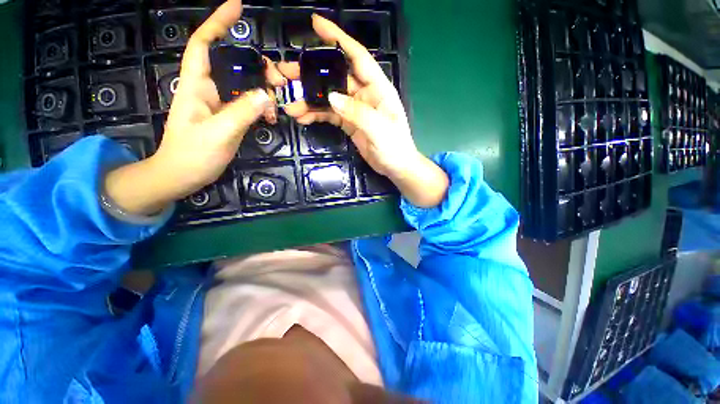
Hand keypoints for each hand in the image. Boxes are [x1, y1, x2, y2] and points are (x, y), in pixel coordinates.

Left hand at [105, 0, 285, 214]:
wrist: (182, 175)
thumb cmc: (193, 154)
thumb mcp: (219, 133)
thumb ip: (241, 113)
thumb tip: (265, 95)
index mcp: (196, 86)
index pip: (204, 45)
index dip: (218, 23)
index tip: (238, 8)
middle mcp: (207, 89)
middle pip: (231, 64)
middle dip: (256, 65)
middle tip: (278, 78)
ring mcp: (218, 104)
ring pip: (243, 86)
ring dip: (262, 90)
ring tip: (278, 102)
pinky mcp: (227, 117)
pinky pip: (247, 104)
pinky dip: (260, 107)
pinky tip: (270, 117)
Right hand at [280, 15, 448, 206]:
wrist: (395, 167)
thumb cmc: (395, 147)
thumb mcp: (379, 129)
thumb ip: (358, 112)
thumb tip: (331, 98)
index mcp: (377, 88)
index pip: (357, 56)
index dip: (338, 38)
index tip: (316, 24)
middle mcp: (364, 94)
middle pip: (335, 76)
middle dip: (311, 73)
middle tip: (286, 72)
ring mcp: (355, 109)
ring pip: (329, 97)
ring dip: (309, 100)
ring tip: (290, 106)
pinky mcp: (348, 122)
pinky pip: (329, 114)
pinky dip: (316, 115)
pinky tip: (303, 118)